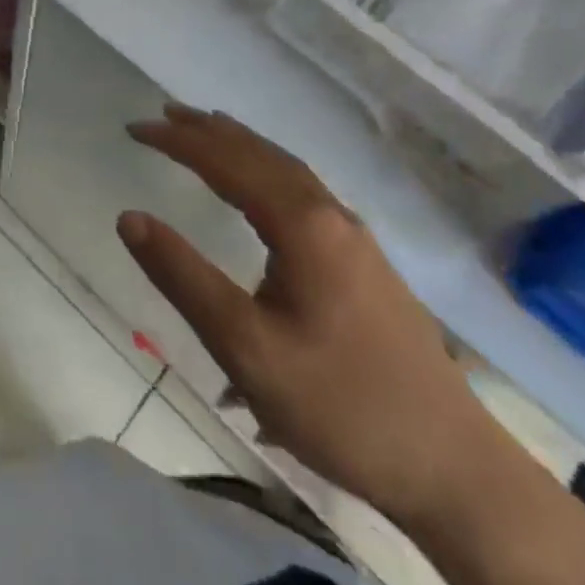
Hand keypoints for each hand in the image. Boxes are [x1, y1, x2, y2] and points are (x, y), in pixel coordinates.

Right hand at [118, 104, 493, 528]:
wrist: (456, 469)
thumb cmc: (340, 406)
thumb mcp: (245, 348)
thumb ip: (183, 277)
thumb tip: (129, 217)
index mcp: (301, 224)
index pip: (225, 162)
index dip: (177, 141)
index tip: (134, 128)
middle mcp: (329, 213)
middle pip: (258, 153)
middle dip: (206, 131)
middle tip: (163, 115)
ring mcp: (354, 235)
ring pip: (285, 167)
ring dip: (239, 145)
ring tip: (203, 132)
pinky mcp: (365, 260)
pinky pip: (302, 188)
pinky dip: (266, 167)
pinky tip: (261, 186)